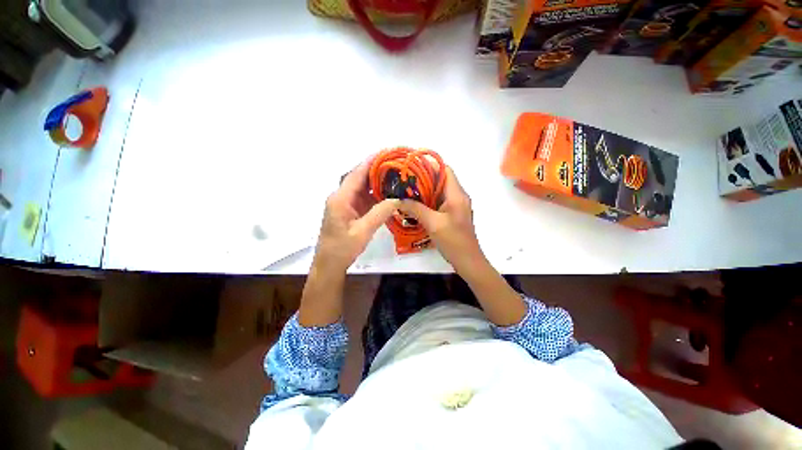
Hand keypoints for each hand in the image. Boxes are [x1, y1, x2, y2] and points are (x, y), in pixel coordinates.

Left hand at [315, 159, 399, 271]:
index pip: (356, 174)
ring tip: (394, 177)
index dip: (371, 162)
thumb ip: (380, 213)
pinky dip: (374, 195)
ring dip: (376, 182)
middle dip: (376, 170)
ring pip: (361, 187)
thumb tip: (398, 199)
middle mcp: (341, 197)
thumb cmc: (342, 248)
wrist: (329, 264)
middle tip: (395, 165)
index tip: (386, 152)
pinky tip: (386, 194)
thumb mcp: (363, 231)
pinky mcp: (348, 211)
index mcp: (340, 199)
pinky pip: (362, 198)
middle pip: (358, 178)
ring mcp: (344, 204)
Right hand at [398, 166, 484, 271]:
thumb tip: (398, 200)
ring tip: (405, 190)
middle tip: (404, 179)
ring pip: (438, 192)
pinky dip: (426, 201)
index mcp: (457, 195)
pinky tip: (413, 205)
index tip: (412, 165)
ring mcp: (455, 206)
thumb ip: (416, 209)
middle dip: (422, 178)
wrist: (467, 261)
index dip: (430, 164)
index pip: (445, 170)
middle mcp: (457, 197)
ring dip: (423, 191)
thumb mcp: (433, 223)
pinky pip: (438, 203)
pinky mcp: (451, 215)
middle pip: (440, 180)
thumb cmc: (454, 241)